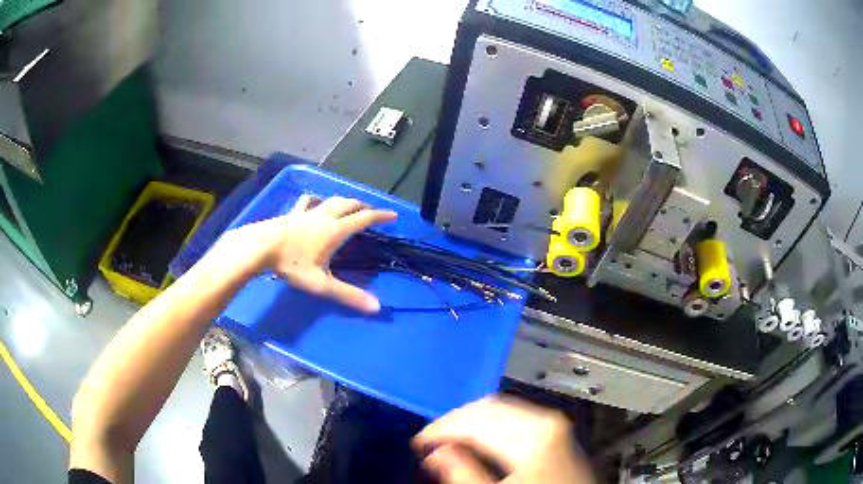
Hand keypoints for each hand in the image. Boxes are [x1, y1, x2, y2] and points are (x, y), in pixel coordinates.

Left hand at [218, 195, 396, 312]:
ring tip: (349, 205)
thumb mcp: (321, 284)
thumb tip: (376, 308)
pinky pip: (309, 201)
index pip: (364, 218)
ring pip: (332, 200)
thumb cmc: (292, 264)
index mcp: (336, 230)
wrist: (261, 247)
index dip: (380, 216)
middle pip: (349, 205)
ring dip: (345, 201)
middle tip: (371, 212)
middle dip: (363, 207)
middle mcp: (325, 216)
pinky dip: (318, 200)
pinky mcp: (293, 213)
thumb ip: (348, 295)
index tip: (393, 215)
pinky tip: (315, 202)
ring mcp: (308, 212)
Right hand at [414, 397, 594, 483]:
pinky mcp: (557, 435)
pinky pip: (517, 419)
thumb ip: (465, 473)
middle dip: (456, 422)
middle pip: (490, 407)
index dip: (441, 428)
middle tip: (430, 441)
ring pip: (503, 410)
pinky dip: (493, 426)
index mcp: (534, 433)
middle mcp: (547, 421)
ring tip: (450, 442)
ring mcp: (555, 426)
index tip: (419, 443)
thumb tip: (436, 452)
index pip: (476, 417)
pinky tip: (481, 442)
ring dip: (473, 422)